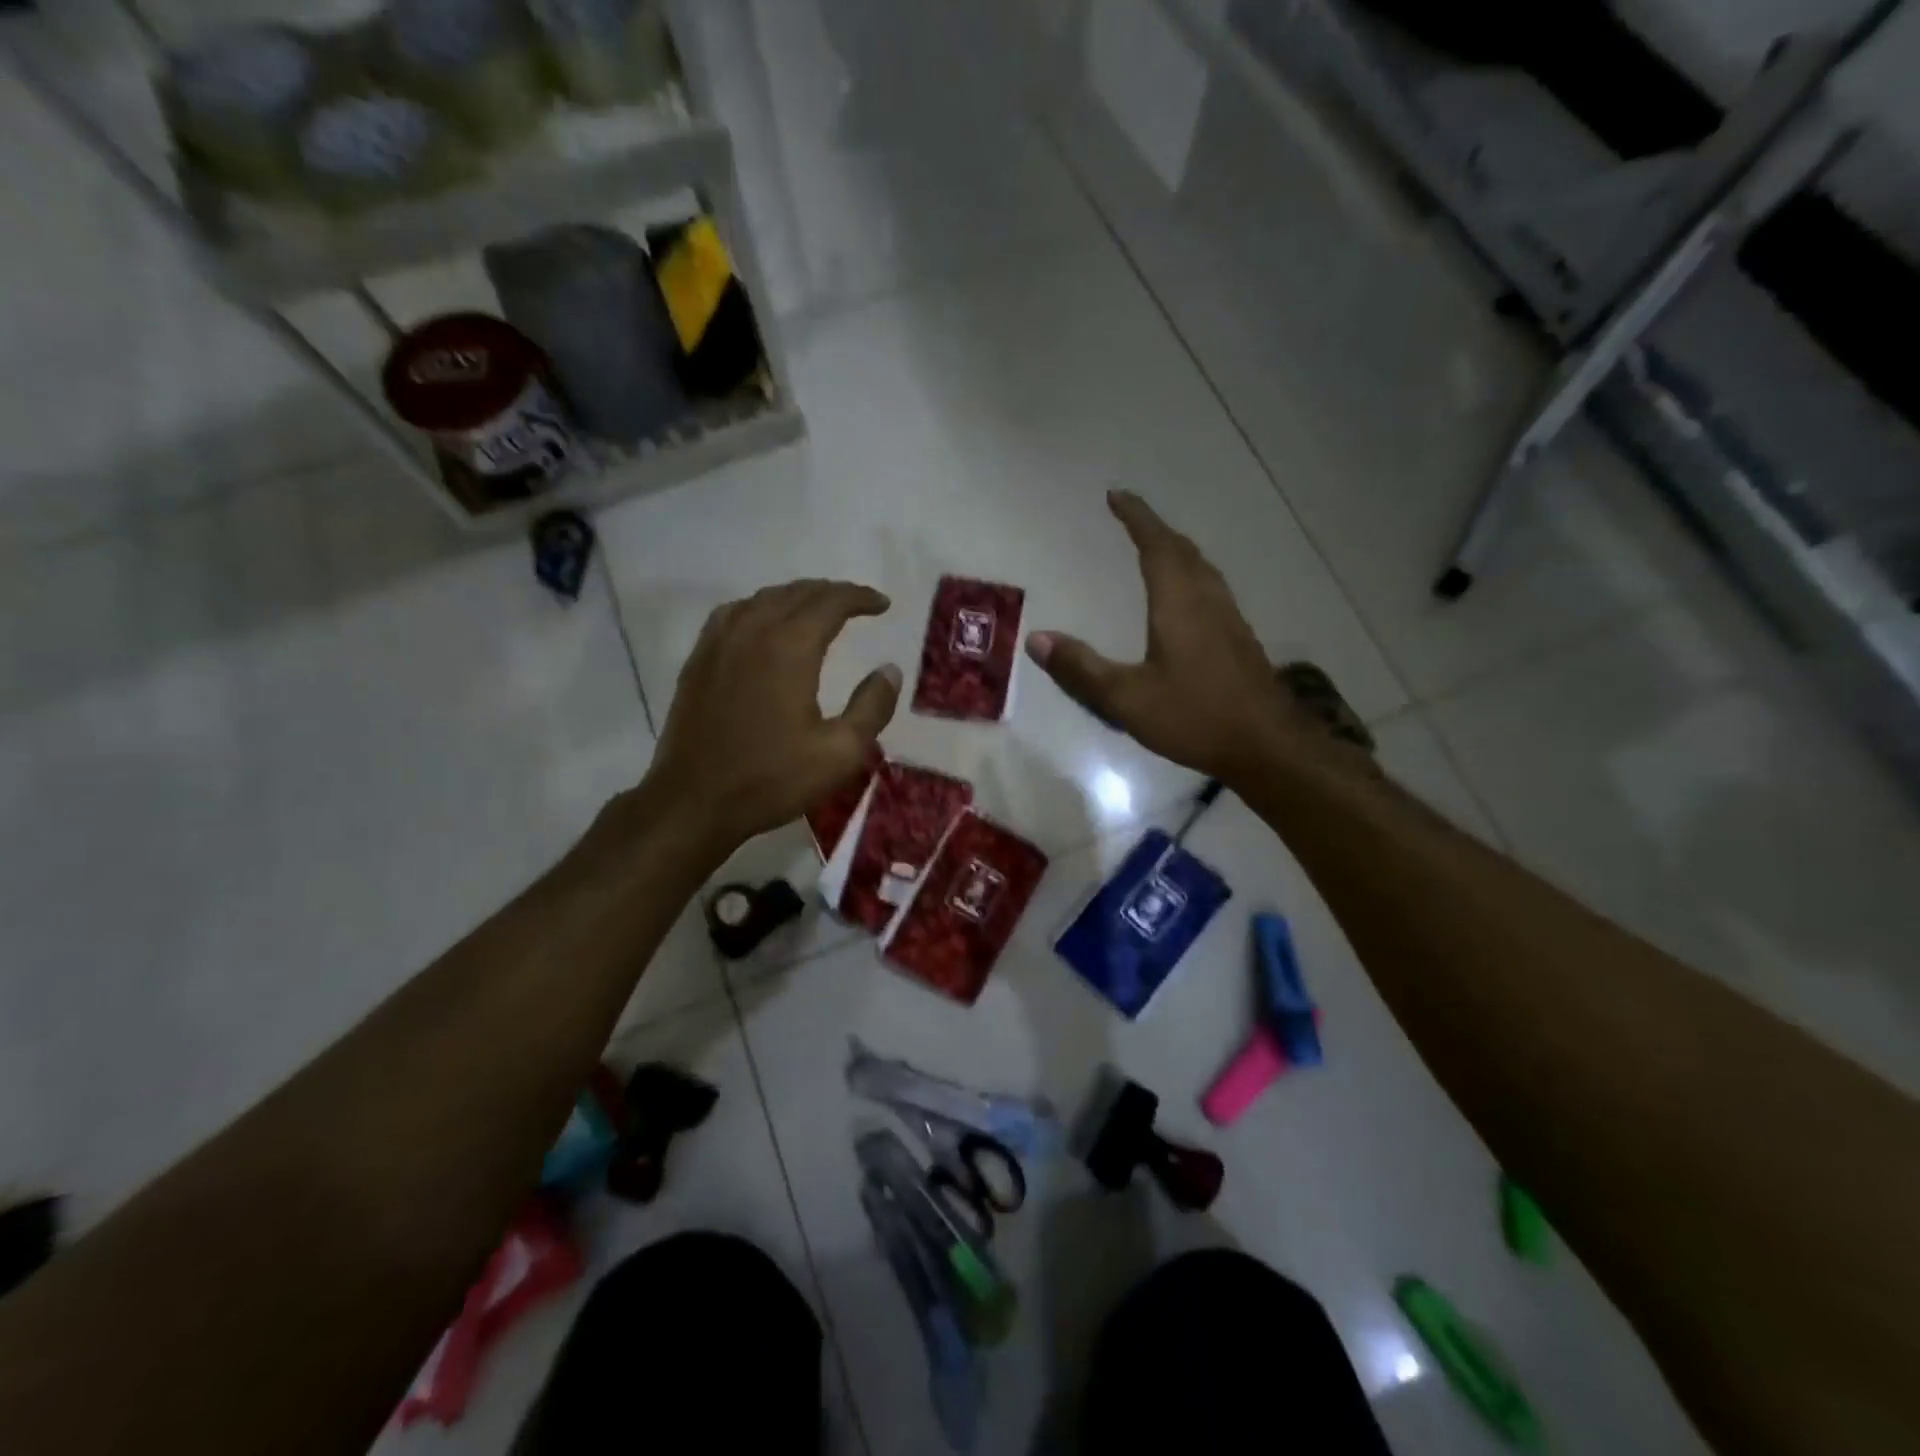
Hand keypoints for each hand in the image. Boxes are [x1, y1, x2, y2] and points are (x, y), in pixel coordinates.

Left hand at [644, 580, 900, 857]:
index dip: (859, 597)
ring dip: (795, 597)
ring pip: (762, 599)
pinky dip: (759, 608)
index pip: (830, 602)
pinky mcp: (698, 661)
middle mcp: (752, 632)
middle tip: (857, 604)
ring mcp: (719, 644)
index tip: (882, 605)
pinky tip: (763, 623)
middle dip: (831, 593)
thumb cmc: (772, 779)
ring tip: (816, 609)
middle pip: (796, 593)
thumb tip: (889, 670)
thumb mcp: (840, 753)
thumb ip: (872, 707)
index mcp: (790, 648)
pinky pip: (732, 614)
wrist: (694, 801)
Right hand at [1025, 491, 1327, 784]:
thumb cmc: (1194, 717)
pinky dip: (1190, 573)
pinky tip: (1185, 596)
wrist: (1265, 745)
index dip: (1136, 518)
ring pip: (1201, 567)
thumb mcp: (1126, 699)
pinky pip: (1210, 587)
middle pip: (1182, 550)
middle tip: (1130, 518)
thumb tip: (1036, 639)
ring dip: (1176, 549)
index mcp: (1178, 604)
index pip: (1156, 546)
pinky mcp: (1239, 638)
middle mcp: (1207, 600)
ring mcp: (1228, 618)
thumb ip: (1081, 669)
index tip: (1116, 495)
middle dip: (1154, 529)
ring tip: (1154, 547)